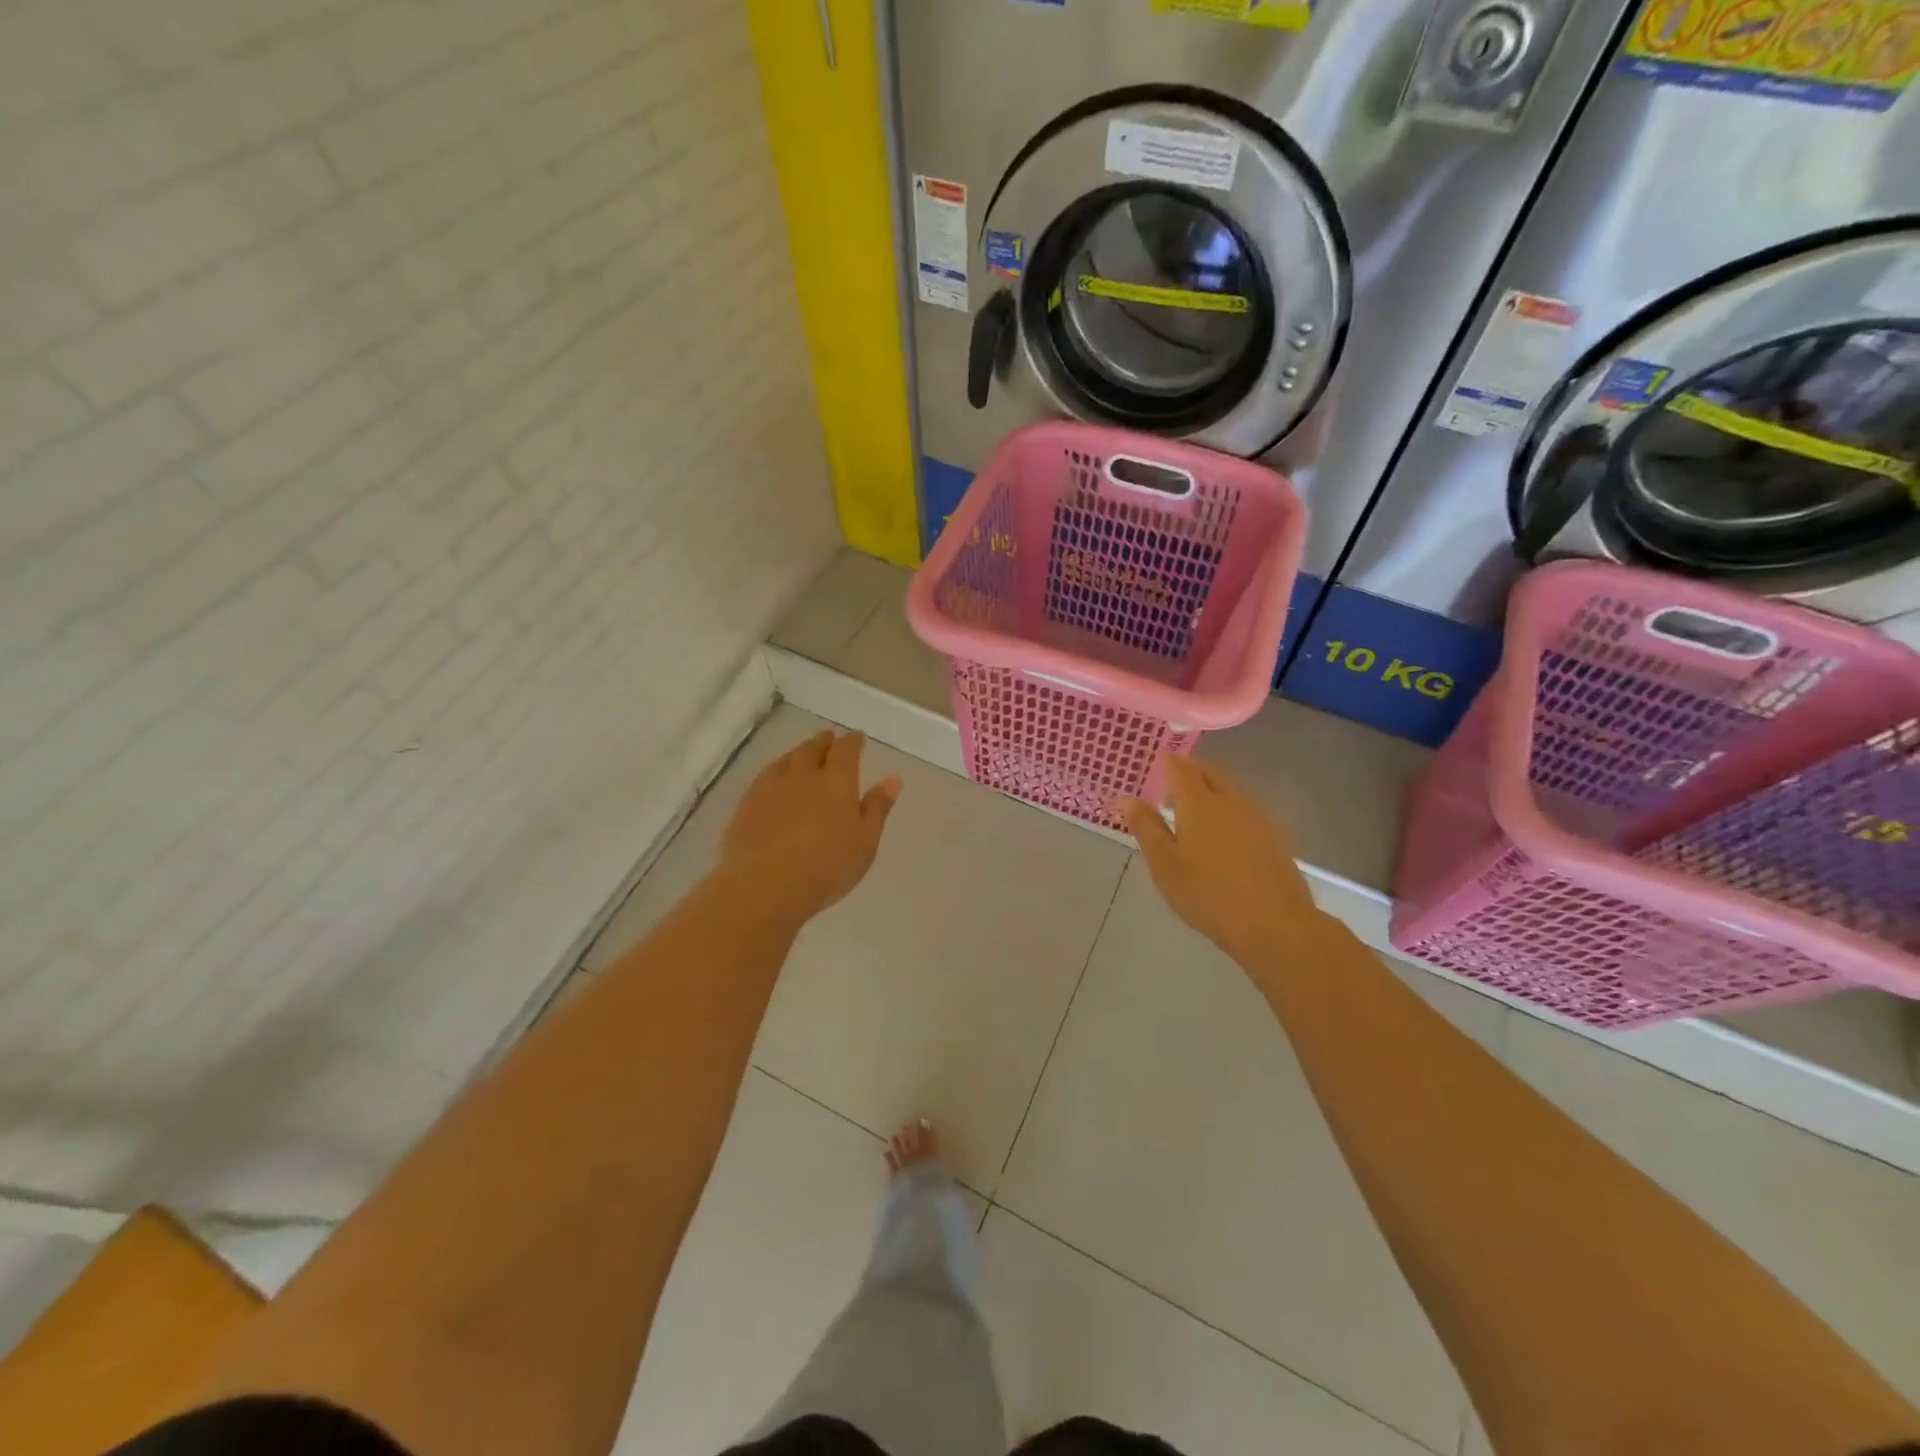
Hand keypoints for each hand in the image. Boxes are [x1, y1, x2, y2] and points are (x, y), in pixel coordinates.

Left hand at [720, 730, 901, 921]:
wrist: (764, 885)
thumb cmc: (826, 868)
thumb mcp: (864, 843)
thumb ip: (877, 809)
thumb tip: (893, 779)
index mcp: (837, 782)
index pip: (846, 750)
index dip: (852, 742)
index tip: (857, 738)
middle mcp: (803, 775)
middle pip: (813, 748)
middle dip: (824, 741)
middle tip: (829, 738)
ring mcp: (771, 787)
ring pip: (787, 759)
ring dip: (798, 752)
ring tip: (803, 754)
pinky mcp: (747, 803)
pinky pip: (765, 776)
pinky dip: (776, 770)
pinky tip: (775, 779)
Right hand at [1121, 756, 1322, 968]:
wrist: (1274, 924)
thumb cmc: (1208, 894)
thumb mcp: (1165, 864)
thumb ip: (1146, 827)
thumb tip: (1125, 798)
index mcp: (1199, 803)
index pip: (1181, 769)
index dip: (1167, 761)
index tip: (1156, 760)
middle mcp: (1230, 801)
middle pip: (1209, 773)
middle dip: (1190, 771)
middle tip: (1171, 783)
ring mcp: (1257, 817)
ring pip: (1230, 789)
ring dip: (1210, 788)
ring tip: (1193, 808)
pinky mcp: (1274, 836)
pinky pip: (1245, 807)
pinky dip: (1228, 807)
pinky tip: (1223, 831)